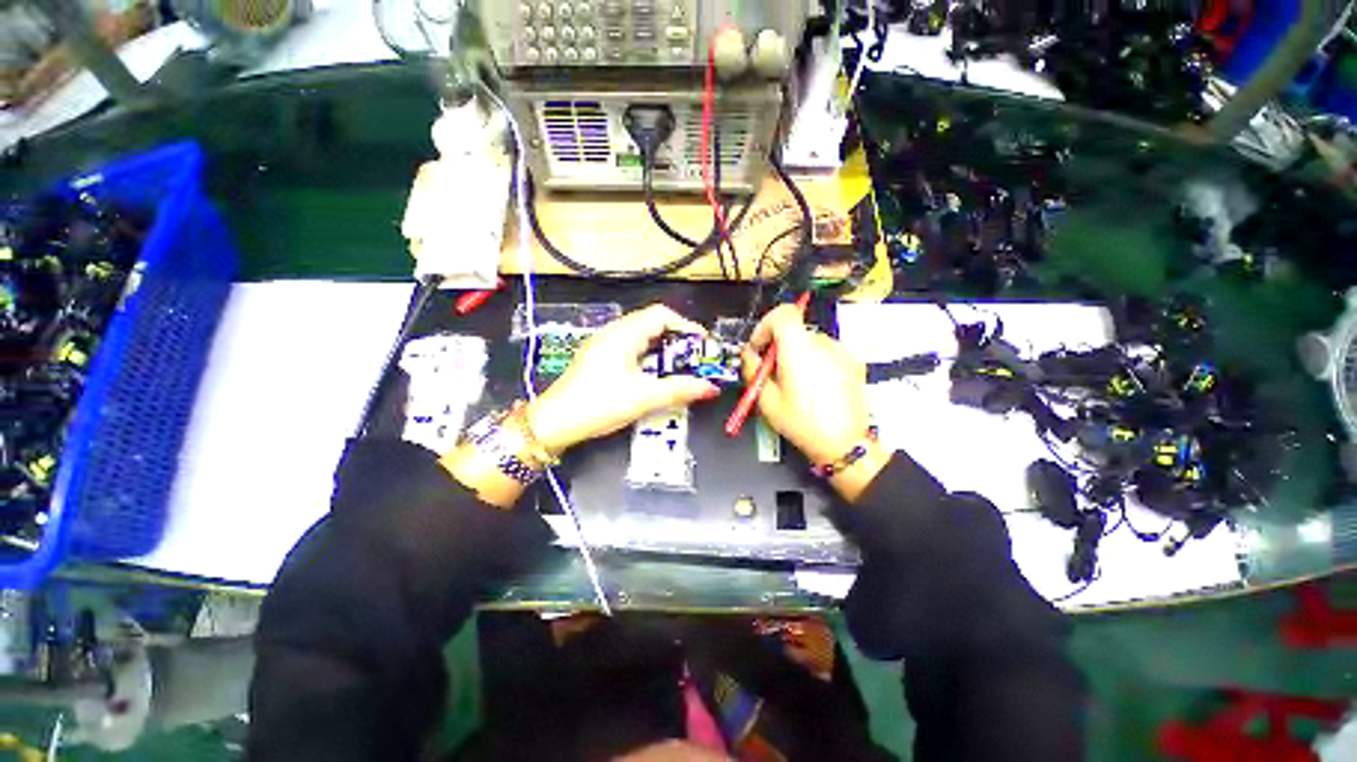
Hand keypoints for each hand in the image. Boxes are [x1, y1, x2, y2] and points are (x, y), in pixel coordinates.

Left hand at [527, 304, 720, 452]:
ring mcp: (604, 344)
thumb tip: (711, 388)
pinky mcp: (599, 358)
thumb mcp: (644, 397)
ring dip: (662, 349)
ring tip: (678, 367)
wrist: (556, 422)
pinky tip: (653, 375)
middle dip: (677, 339)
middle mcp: (613, 332)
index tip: (702, 344)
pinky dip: (648, 357)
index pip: (662, 315)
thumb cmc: (599, 404)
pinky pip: (631, 348)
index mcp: (624, 333)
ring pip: (641, 336)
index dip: (686, 326)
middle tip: (694, 358)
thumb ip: (680, 390)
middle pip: (652, 323)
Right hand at [741, 305, 888, 500]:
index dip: (765, 325)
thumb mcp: (766, 399)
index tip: (759, 346)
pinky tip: (812, 386)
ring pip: (809, 341)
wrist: (845, 443)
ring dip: (796, 353)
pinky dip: (814, 361)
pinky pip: (825, 352)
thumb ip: (753, 369)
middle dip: (778, 345)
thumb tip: (748, 354)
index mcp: (799, 349)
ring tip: (792, 383)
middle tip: (770, 370)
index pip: (783, 313)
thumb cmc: (803, 424)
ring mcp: (841, 352)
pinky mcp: (852, 362)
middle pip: (794, 329)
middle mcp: (822, 344)